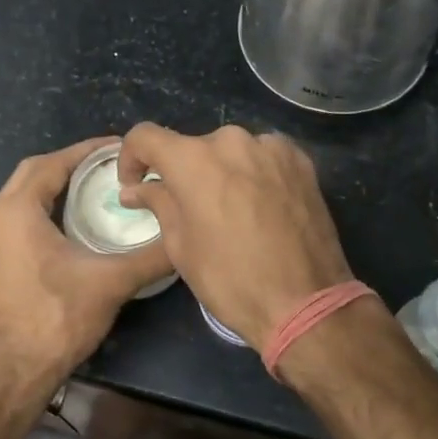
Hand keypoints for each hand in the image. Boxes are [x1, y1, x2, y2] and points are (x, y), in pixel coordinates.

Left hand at [0, 137, 173, 395]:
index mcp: (17, 211)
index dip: (86, 151)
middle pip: (32, 174)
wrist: (12, 376)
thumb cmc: (56, 319)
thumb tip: (185, 236)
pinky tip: (70, 228)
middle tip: (107, 166)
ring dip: (54, 187)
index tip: (118, 147)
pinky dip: (43, 211)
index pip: (53, 163)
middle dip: (69, 164)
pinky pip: (17, 221)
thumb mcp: (111, 282)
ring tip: (93, 190)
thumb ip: (151, 256)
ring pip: (22, 198)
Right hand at [117, 124, 353, 350]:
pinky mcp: (301, 160)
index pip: (146, 136)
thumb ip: (158, 204)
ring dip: (223, 172)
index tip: (136, 185)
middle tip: (190, 211)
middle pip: (193, 147)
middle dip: (184, 174)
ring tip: (232, 212)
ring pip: (231, 152)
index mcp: (194, 159)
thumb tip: (135, 189)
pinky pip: (264, 158)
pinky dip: (254, 174)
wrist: (305, 301)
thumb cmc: (231, 278)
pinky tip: (261, 206)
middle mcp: (232, 140)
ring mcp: (271, 147)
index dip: (131, 158)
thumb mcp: (181, 247)